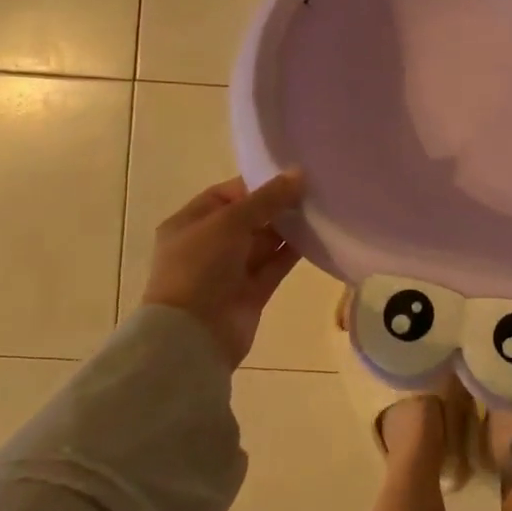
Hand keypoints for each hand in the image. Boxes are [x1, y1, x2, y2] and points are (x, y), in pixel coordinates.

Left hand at [143, 173, 304, 367]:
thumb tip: (299, 174)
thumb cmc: (200, 267)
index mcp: (191, 223)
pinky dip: (293, 252)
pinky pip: (275, 265)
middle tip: (313, 191)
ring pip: (265, 241)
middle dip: (278, 205)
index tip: (291, 177)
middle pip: (250, 217)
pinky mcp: (251, 292)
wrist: (192, 336)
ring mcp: (230, 270)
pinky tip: (317, 236)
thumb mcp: (230, 222)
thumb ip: (267, 198)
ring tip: (320, 210)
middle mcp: (209, 244)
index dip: (257, 185)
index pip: (227, 195)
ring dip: (289, 228)